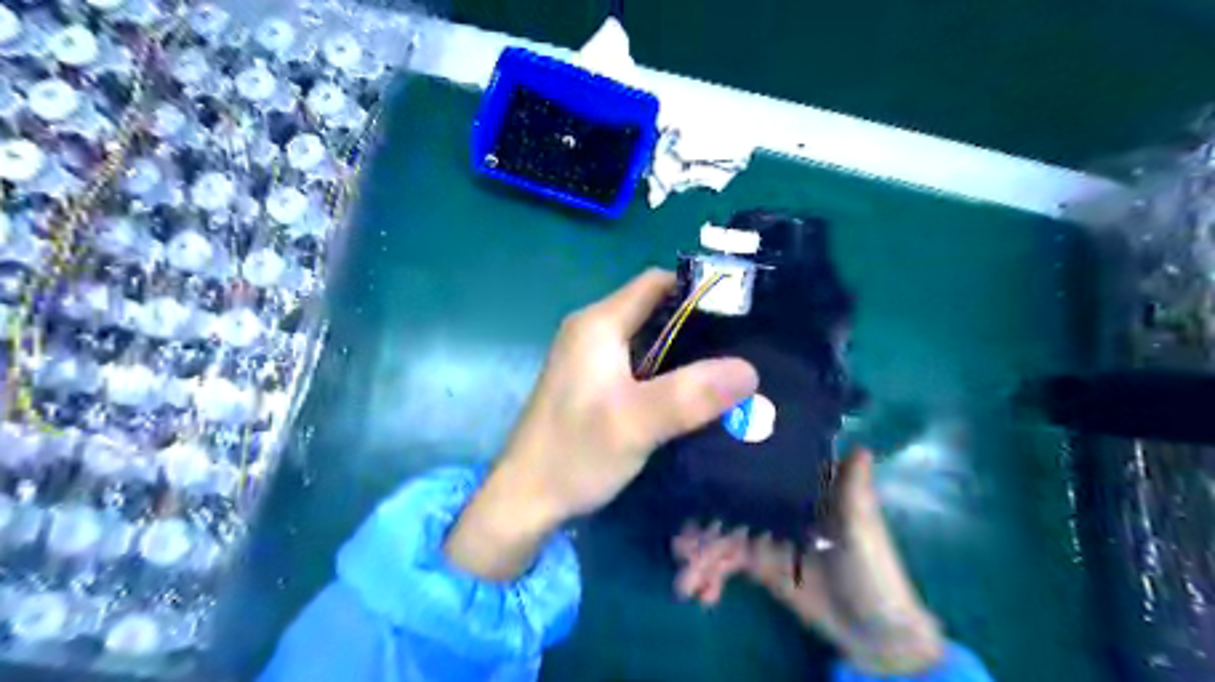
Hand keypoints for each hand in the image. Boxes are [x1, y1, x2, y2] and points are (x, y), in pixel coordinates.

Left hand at [442, 268, 755, 578]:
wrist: (525, 499)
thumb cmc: (575, 453)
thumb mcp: (636, 422)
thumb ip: (691, 394)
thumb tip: (750, 370)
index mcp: (598, 324)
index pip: (657, 284)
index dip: (698, 292)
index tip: (741, 314)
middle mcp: (591, 331)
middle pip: (654, 310)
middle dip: (697, 326)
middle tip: (742, 349)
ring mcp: (588, 359)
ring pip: (647, 340)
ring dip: (683, 353)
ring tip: (727, 372)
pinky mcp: (590, 384)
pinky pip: (637, 365)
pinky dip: (665, 373)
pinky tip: (691, 395)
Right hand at [669, 448, 942, 675]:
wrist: (874, 631)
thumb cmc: (874, 570)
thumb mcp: (864, 530)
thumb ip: (855, 491)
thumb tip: (861, 445)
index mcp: (801, 491)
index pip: (758, 474)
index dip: (727, 476)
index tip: (696, 482)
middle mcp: (776, 506)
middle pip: (732, 505)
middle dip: (703, 524)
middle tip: (680, 546)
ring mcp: (764, 535)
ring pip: (723, 536)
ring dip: (701, 556)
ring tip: (686, 580)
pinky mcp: (758, 564)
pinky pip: (727, 564)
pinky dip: (711, 576)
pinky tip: (703, 594)